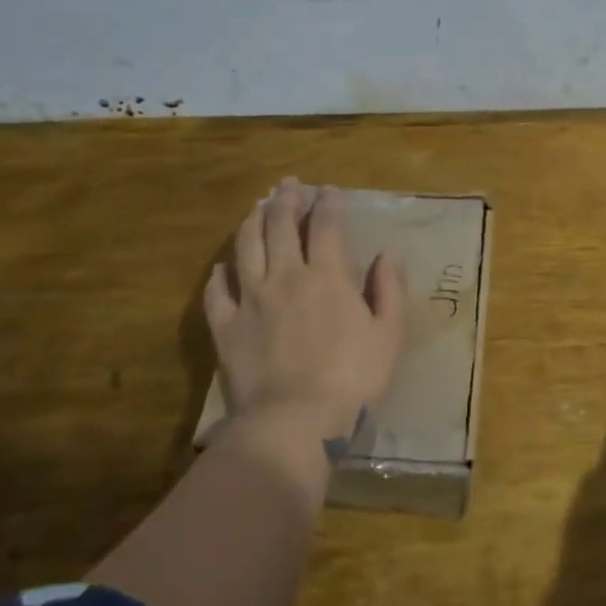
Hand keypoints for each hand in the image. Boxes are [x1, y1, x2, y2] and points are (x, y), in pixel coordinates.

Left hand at [204, 180, 406, 448]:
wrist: (295, 421)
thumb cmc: (352, 379)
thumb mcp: (389, 335)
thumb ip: (389, 289)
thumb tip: (387, 253)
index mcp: (326, 276)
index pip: (326, 226)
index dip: (328, 203)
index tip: (330, 190)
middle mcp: (285, 276)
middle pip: (280, 226)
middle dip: (286, 199)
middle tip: (289, 184)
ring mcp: (250, 299)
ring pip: (246, 247)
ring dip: (252, 222)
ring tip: (258, 207)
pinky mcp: (225, 326)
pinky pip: (216, 292)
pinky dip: (219, 274)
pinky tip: (222, 266)